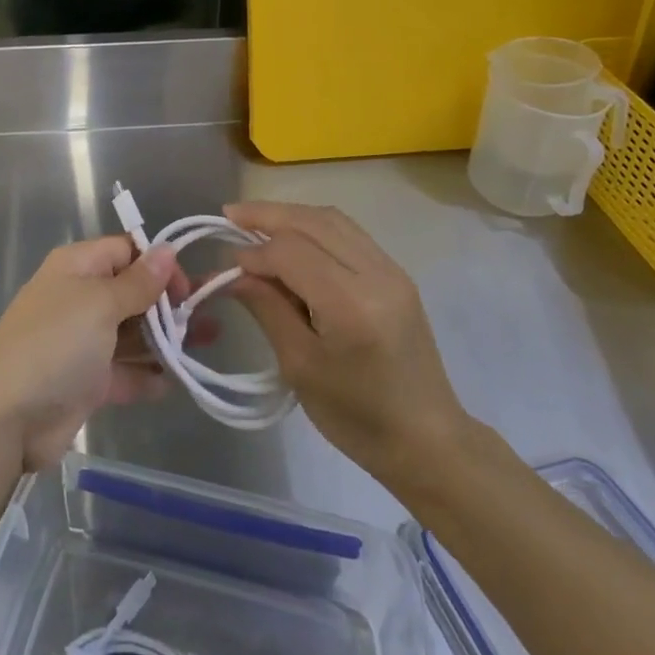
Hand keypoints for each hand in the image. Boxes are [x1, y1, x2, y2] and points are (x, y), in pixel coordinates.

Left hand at [0, 236, 192, 473]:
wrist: (5, 418)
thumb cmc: (56, 344)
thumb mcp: (100, 303)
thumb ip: (138, 282)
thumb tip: (167, 250)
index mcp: (77, 268)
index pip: (125, 251)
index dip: (158, 263)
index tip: (185, 288)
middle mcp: (80, 299)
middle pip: (132, 292)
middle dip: (169, 303)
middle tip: (208, 318)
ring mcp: (82, 342)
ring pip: (132, 333)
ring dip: (166, 338)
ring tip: (207, 344)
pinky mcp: (85, 382)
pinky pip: (124, 371)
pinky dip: (147, 375)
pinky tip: (177, 381)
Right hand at [226, 202, 471, 491]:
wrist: (427, 440)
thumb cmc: (357, 417)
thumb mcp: (300, 367)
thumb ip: (267, 309)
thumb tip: (234, 272)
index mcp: (351, 305)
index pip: (292, 252)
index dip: (254, 252)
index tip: (227, 265)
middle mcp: (376, 274)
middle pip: (313, 222)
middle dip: (268, 215)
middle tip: (230, 215)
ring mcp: (391, 270)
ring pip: (332, 220)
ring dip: (291, 215)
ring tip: (255, 220)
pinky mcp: (396, 274)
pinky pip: (349, 233)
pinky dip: (314, 226)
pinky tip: (292, 236)